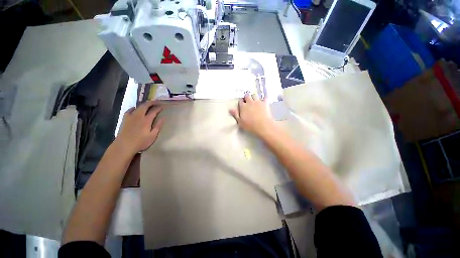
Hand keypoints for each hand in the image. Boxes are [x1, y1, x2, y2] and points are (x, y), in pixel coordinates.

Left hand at [115, 101, 164, 154]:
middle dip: (151, 102)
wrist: (124, 146)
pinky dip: (133, 108)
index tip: (163, 106)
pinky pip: (129, 110)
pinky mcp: (125, 119)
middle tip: (157, 102)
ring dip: (144, 104)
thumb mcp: (152, 135)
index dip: (159, 107)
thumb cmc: (140, 142)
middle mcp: (138, 116)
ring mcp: (131, 117)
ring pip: (138, 107)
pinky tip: (134, 109)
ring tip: (148, 105)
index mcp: (146, 120)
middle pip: (145, 106)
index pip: (154, 111)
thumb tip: (163, 118)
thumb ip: (158, 126)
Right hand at [230, 93, 274, 136]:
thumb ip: (235, 115)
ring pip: (255, 95)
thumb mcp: (240, 122)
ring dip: (254, 97)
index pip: (240, 101)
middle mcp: (250, 102)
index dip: (240, 102)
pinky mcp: (265, 103)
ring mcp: (258, 102)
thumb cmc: (250, 125)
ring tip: (255, 101)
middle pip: (247, 96)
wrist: (263, 126)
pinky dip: (264, 99)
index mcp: (243, 106)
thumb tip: (230, 109)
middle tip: (247, 101)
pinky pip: (265, 98)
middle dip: (247, 97)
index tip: (241, 105)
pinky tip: (264, 101)